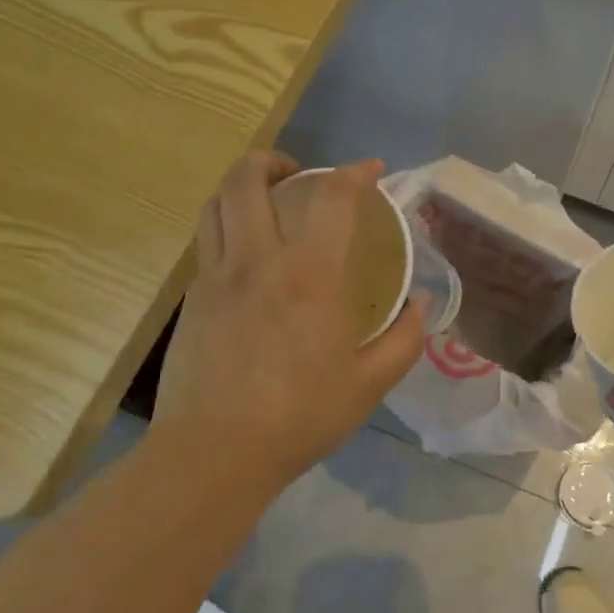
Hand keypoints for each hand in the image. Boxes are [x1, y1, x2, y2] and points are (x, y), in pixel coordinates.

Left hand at [152, 151, 424, 490]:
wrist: (214, 452)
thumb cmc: (299, 417)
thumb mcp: (369, 384)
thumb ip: (404, 339)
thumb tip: (421, 305)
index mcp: (309, 275)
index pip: (331, 197)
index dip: (355, 173)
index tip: (371, 170)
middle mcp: (257, 261)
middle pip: (247, 179)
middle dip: (273, 160)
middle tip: (297, 173)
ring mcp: (215, 277)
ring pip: (216, 204)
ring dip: (241, 186)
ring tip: (265, 200)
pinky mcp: (192, 300)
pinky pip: (207, 243)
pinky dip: (228, 228)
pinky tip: (248, 259)